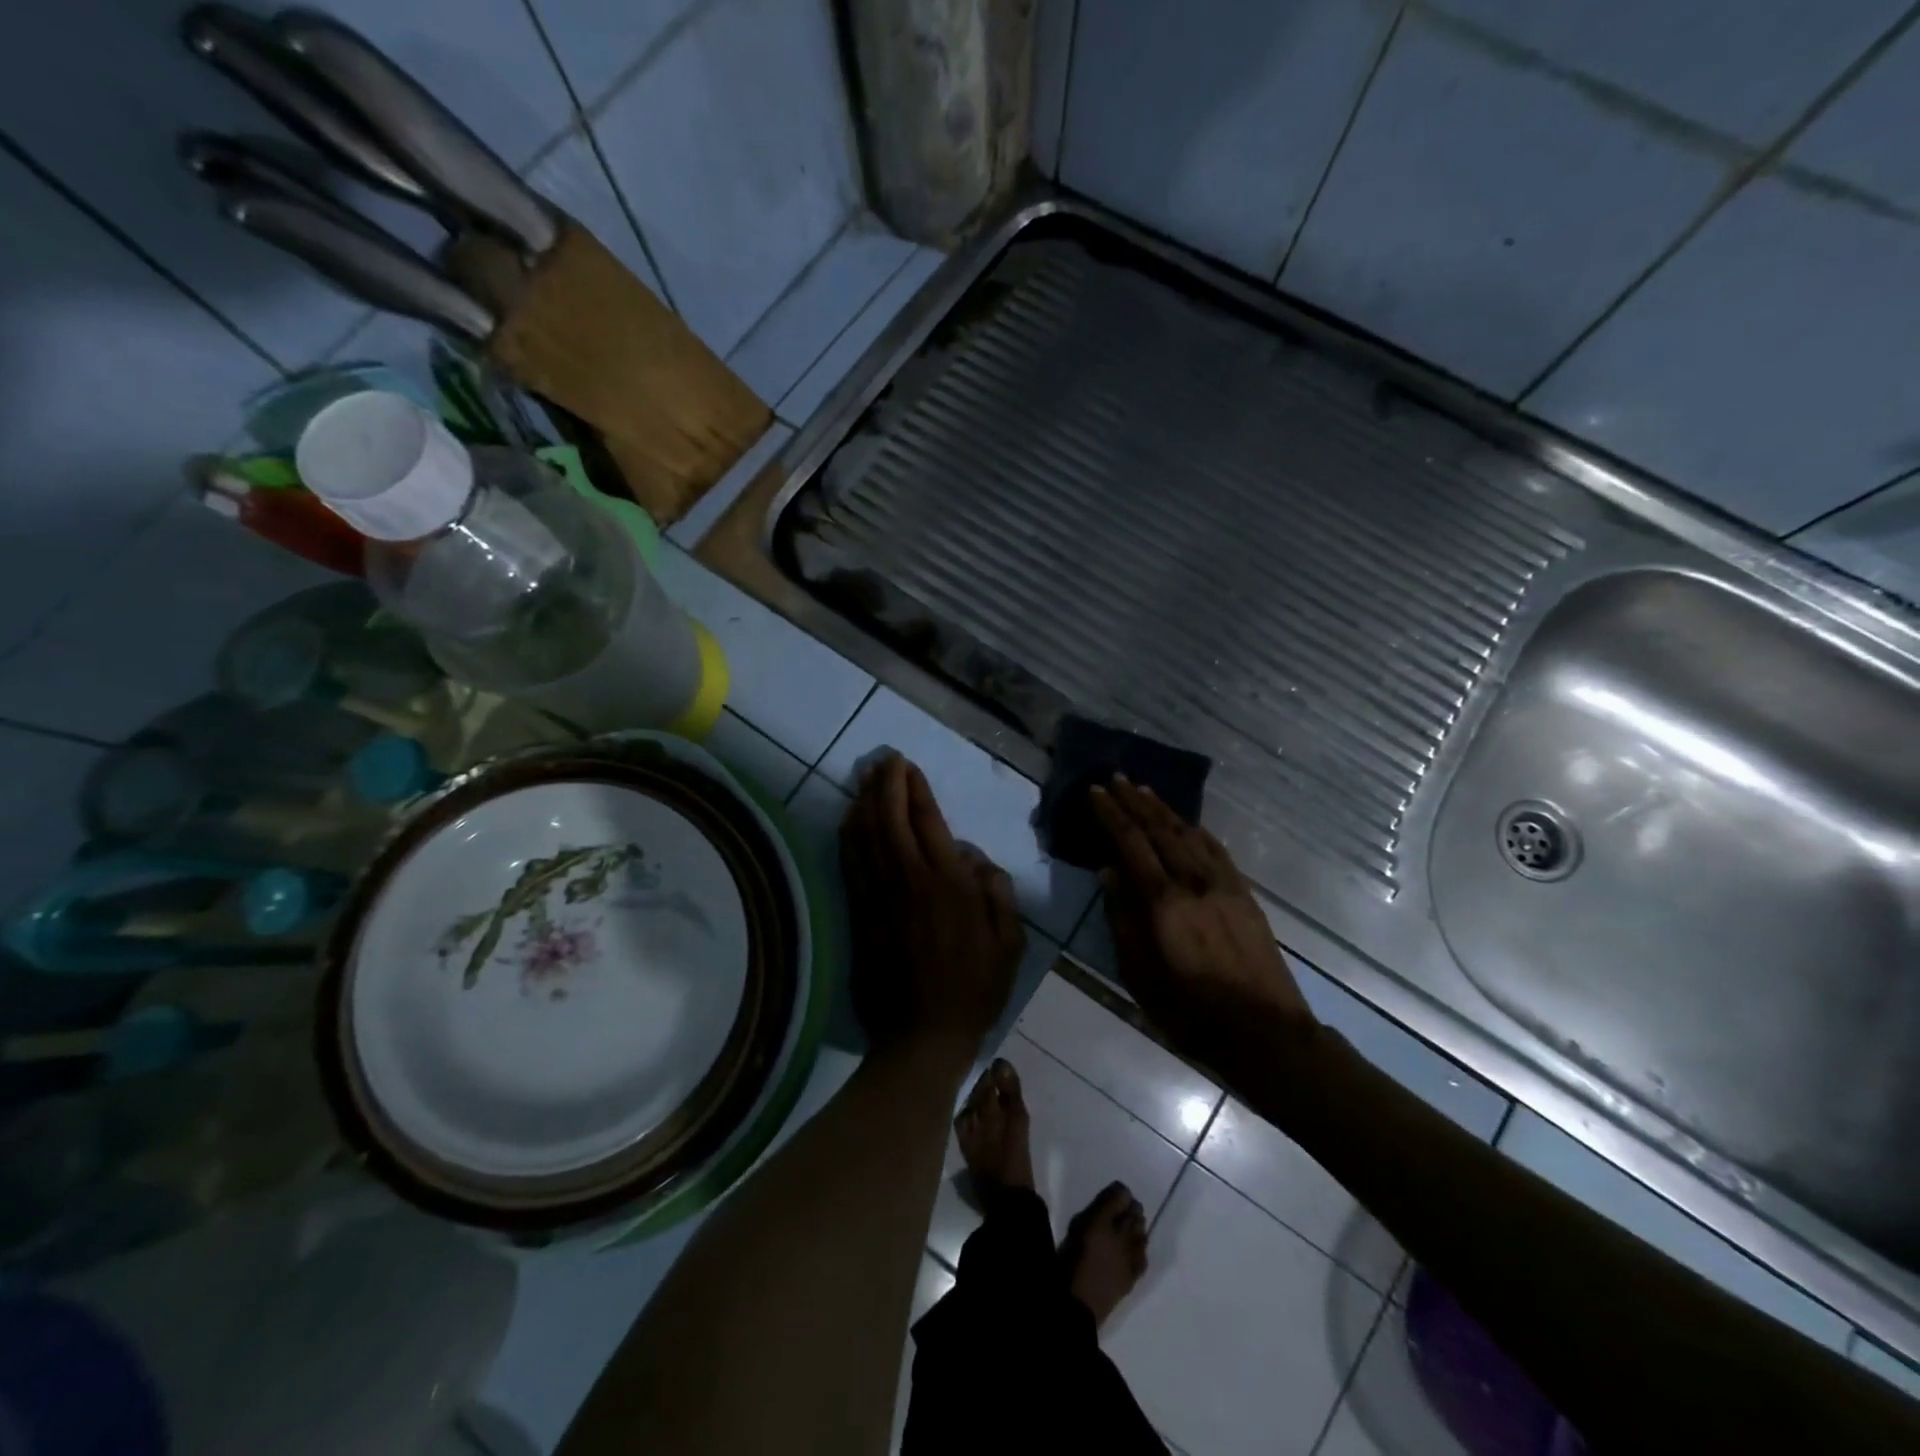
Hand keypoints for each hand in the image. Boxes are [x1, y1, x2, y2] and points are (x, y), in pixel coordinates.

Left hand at [840, 755, 1024, 1057]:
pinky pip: (851, 864)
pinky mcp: (860, 914)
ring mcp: (880, 897)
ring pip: (865, 837)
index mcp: (950, 884)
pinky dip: (848, 836)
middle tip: (883, 759)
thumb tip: (972, 857)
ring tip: (863, 776)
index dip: (914, 789)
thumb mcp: (1010, 942)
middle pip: (889, 819)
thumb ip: (997, 892)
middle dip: (884, 784)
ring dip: (863, 801)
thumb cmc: (975, 989)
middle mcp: (910, 881)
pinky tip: (848, 819)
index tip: (907, 765)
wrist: (923, 1037)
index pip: (927, 821)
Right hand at [1091, 778, 1313, 1057]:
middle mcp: (1192, 882)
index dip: (1111, 815)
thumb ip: (1122, 920)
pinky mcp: (1244, 893)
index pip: (1131, 844)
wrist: (1266, 1033)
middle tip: (1115, 778)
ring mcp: (1223, 885)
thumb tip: (1108, 872)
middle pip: (1159, 830)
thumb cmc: (1191, 1012)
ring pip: (1188, 834)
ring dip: (1163, 810)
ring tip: (1144, 790)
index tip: (1095, 792)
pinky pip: (1216, 849)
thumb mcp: (1140, 975)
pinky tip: (1187, 823)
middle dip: (1134, 802)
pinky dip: (1196, 829)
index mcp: (1163, 902)